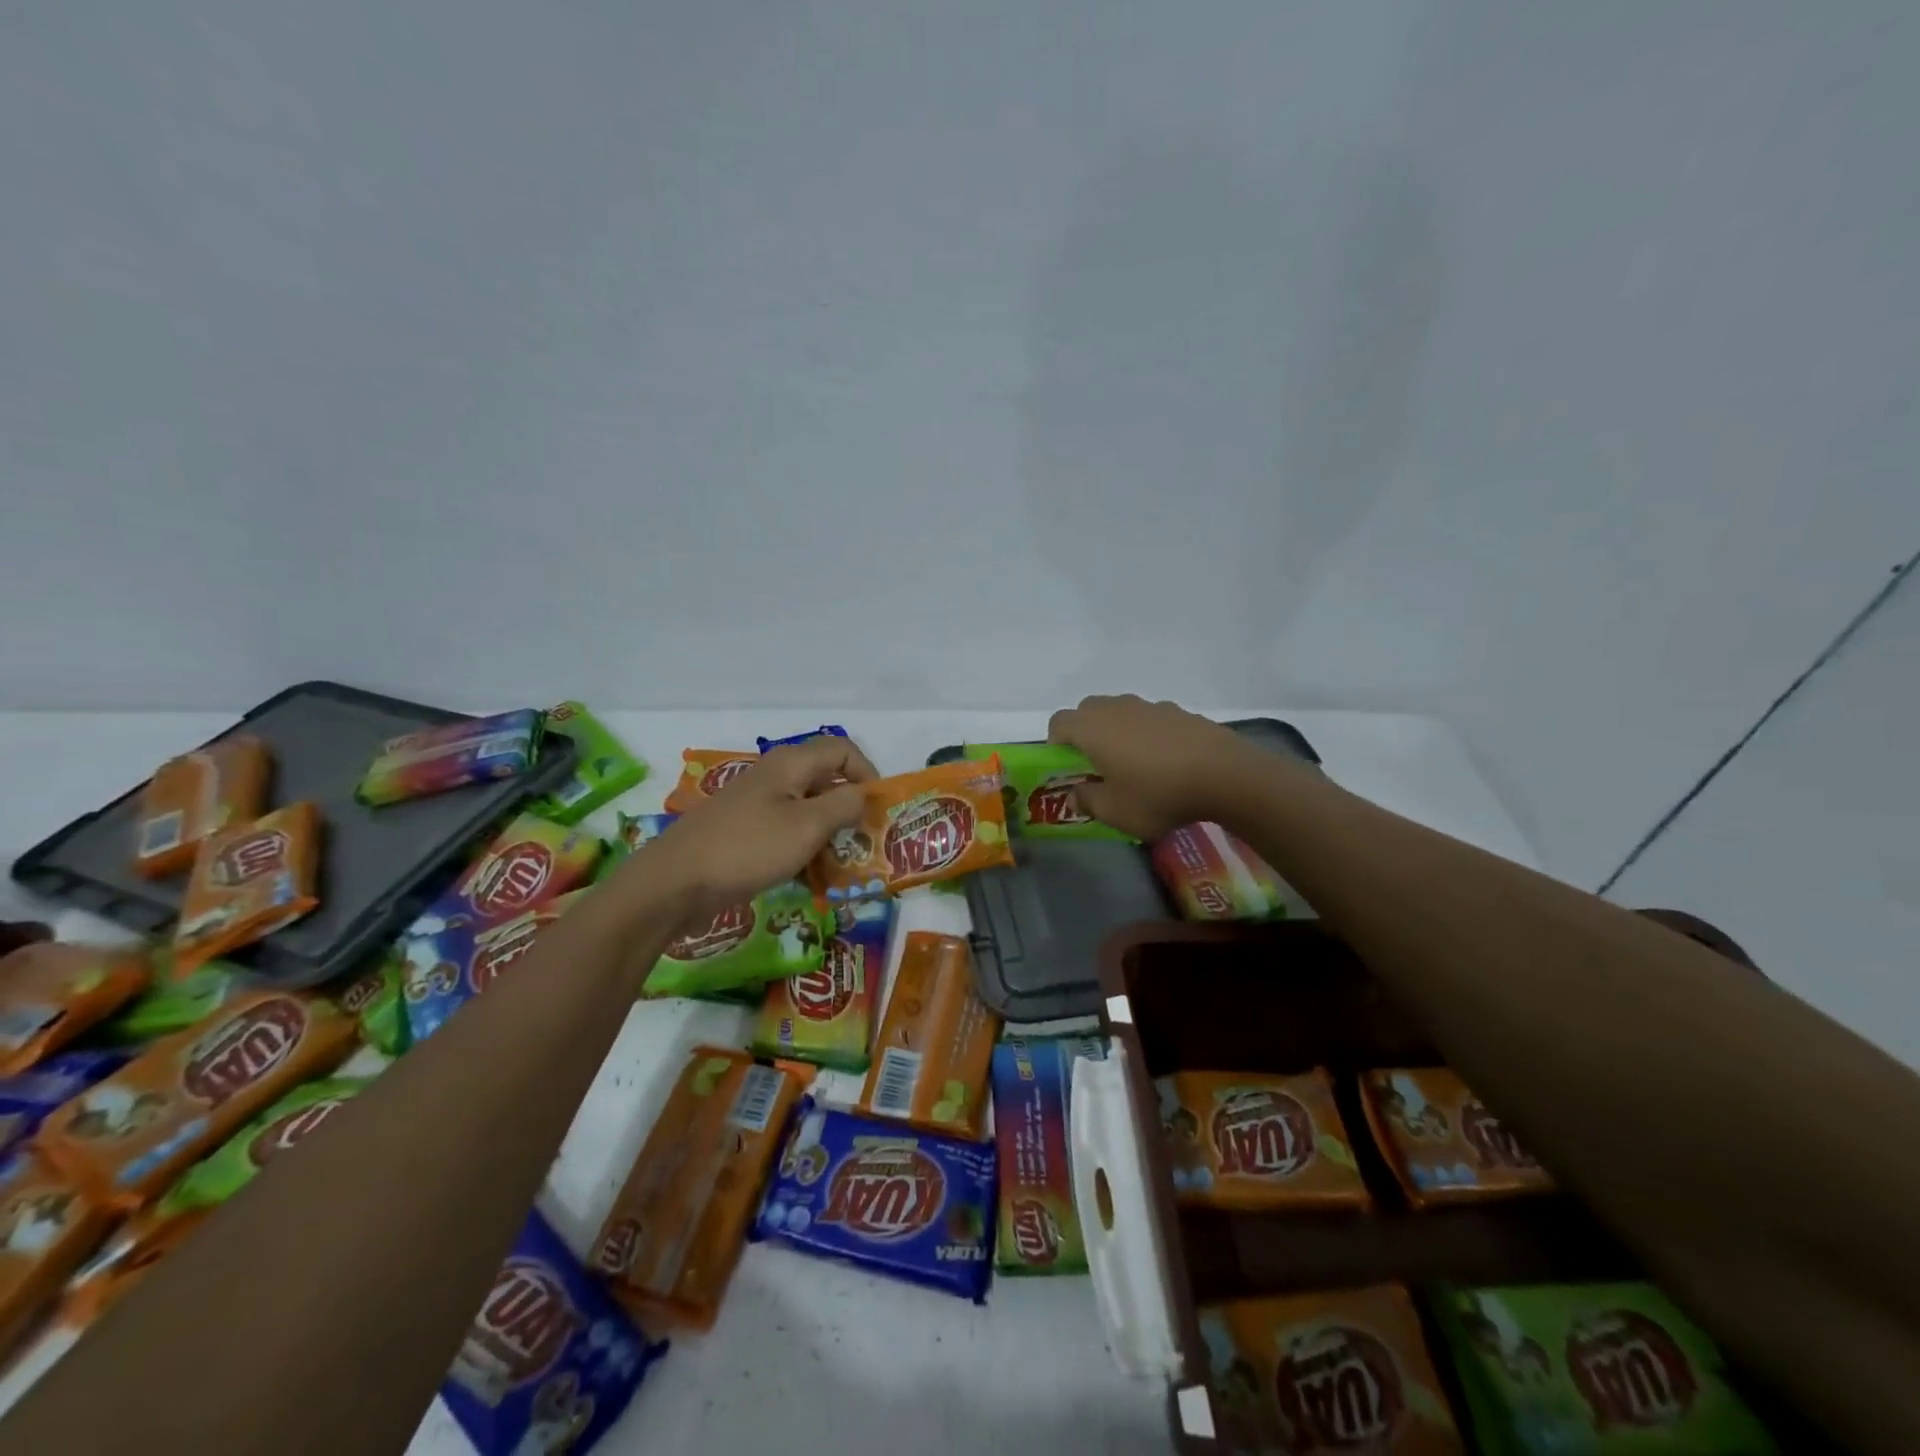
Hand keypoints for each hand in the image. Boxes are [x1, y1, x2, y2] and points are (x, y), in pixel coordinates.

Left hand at [632, 737, 877, 916]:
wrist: (674, 883)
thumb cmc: (748, 848)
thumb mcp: (808, 826)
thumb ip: (844, 805)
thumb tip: (863, 794)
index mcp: (791, 763)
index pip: (843, 750)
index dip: (867, 774)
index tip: (877, 812)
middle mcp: (775, 776)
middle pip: (826, 780)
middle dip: (850, 810)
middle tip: (864, 844)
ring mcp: (757, 804)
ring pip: (807, 810)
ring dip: (829, 835)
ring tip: (841, 868)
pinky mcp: (745, 832)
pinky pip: (786, 832)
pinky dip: (804, 850)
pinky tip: (809, 880)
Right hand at [1046, 694, 1258, 839]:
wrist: (1226, 775)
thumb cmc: (1158, 794)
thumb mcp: (1115, 812)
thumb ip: (1087, 801)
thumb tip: (1076, 794)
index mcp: (1093, 728)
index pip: (1058, 722)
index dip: (1056, 743)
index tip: (1068, 767)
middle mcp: (1117, 708)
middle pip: (1088, 711)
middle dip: (1085, 734)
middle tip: (1097, 765)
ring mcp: (1151, 706)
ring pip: (1121, 712)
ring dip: (1118, 732)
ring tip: (1136, 766)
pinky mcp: (1180, 712)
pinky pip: (1150, 719)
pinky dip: (1148, 735)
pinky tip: (1167, 763)